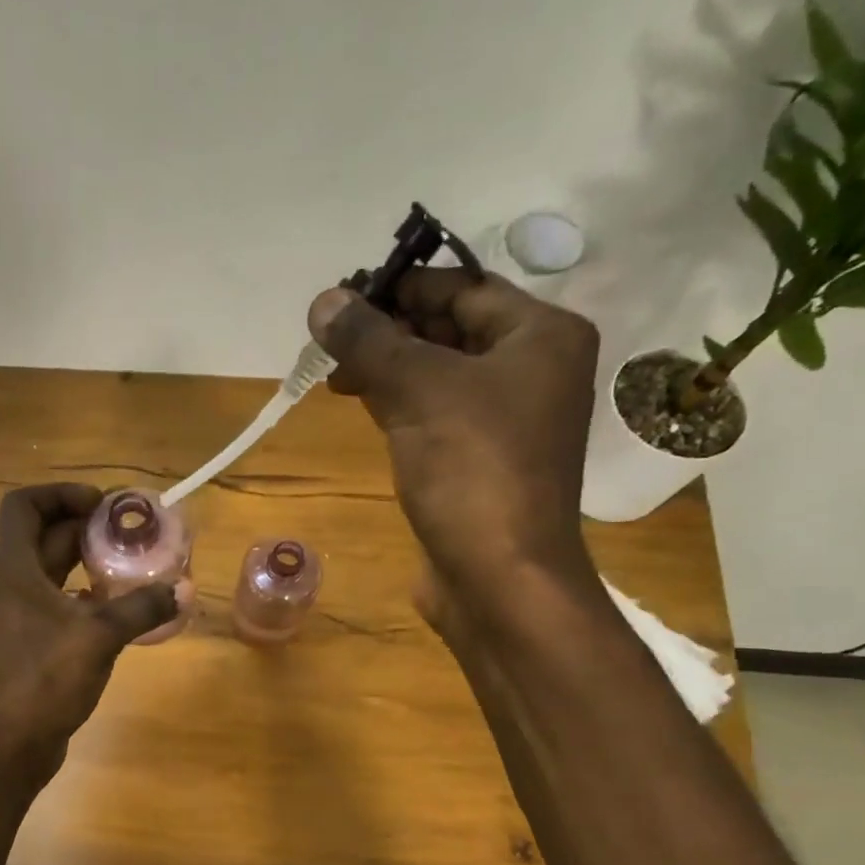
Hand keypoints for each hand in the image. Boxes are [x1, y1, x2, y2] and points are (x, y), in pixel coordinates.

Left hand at [0, 484, 178, 782]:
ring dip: (83, 563)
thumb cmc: (43, 681)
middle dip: (84, 528)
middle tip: (128, 533)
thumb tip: (182, 589)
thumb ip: (141, 608)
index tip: (101, 504)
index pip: (23, 506)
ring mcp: (12, 618)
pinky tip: (111, 610)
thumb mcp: (98, 638)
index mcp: (12, 570)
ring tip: (126, 567)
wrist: (5, 748)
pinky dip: (78, 598)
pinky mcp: (22, 646)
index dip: (60, 494)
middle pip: (41, 537)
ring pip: (48, 573)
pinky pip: (51, 605)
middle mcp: (6, 587)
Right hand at [307, 271, 600, 608]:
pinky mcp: (479, 462)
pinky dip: (399, 404)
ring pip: (439, 374)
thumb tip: (323, 300)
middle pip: (451, 330)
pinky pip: (435, 414)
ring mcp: (506, 420)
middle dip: (390, 330)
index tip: (344, 297)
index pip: (464, 288)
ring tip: (336, 372)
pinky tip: (362, 404)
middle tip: (332, 337)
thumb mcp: (418, 392)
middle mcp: (533, 371)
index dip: (402, 287)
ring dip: (389, 368)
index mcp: (541, 336)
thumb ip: (369, 341)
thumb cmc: (472, 471)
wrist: (498, 576)